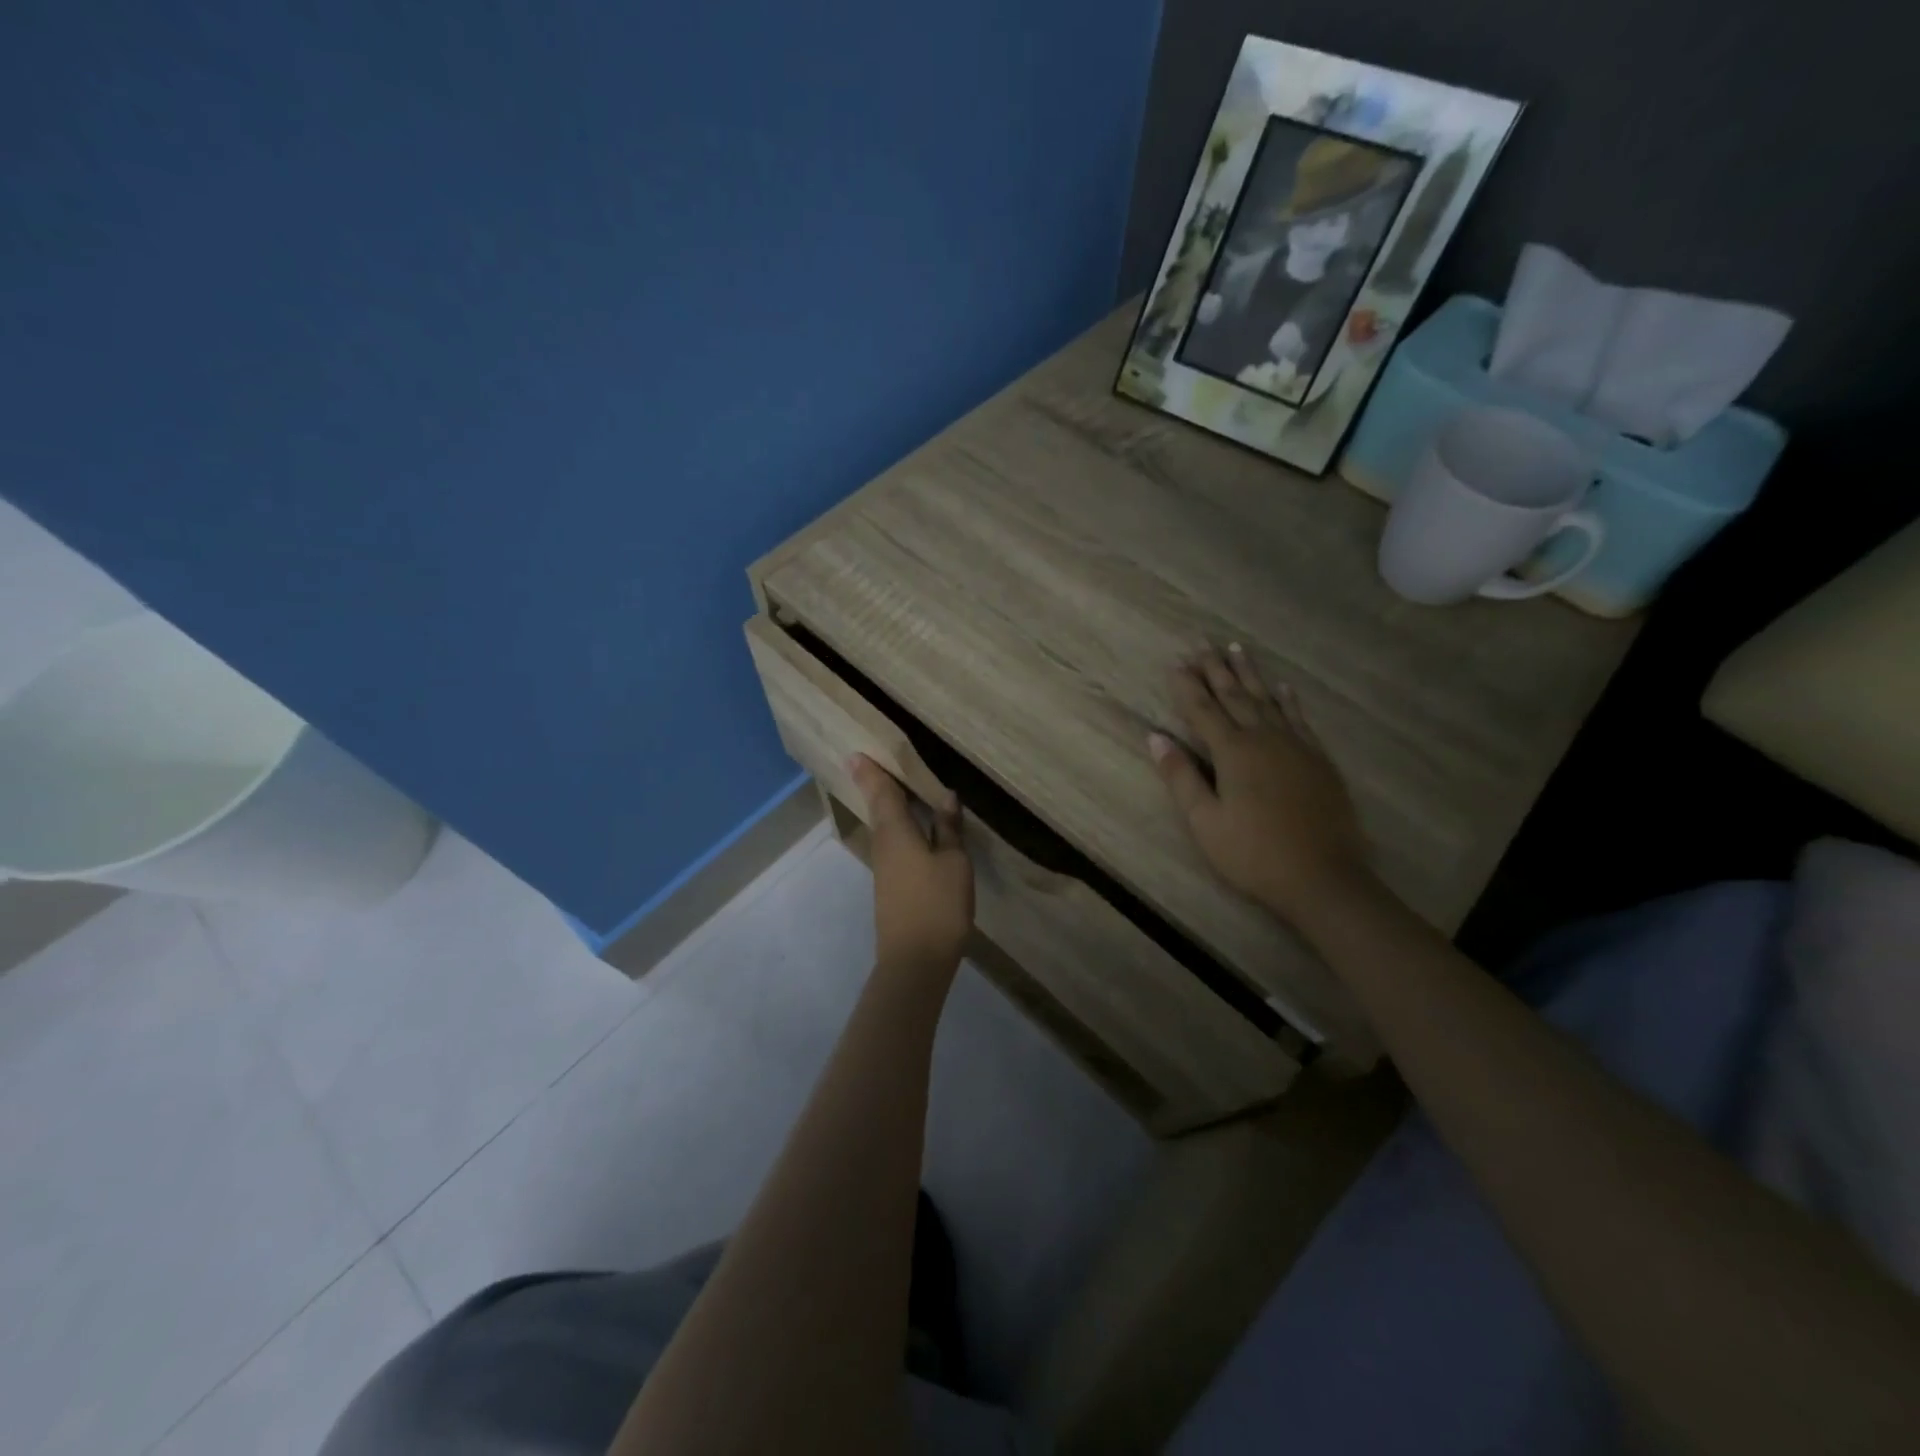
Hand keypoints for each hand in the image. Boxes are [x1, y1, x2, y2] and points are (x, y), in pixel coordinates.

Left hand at [850, 755, 973, 977]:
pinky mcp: (890, 884)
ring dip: (885, 803)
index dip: (871, 771)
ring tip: (895, 784)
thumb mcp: (954, 863)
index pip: (881, 792)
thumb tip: (945, 796)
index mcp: (896, 832)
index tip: (855, 751)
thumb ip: (948, 829)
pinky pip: (891, 842)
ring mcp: (884, 866)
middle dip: (874, 783)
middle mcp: (884, 843)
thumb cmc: (938, 905)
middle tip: (871, 760)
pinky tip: (910, 825)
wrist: (915, 960)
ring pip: (883, 825)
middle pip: (878, 806)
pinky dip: (897, 825)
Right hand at [1149, 646, 1373, 927]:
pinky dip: (1289, 700)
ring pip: (1268, 700)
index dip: (1187, 685)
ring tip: (1237, 649)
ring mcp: (1296, 746)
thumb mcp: (1204, 821)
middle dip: (1216, 668)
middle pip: (1235, 696)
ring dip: (1250, 674)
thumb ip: (1180, 776)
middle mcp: (1264, 738)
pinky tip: (1283, 687)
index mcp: (1233, 752)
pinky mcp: (1318, 759)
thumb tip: (1156, 737)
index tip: (1175, 662)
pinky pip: (1300, 718)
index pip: (1203, 709)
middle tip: (1203, 643)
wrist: (1323, 877)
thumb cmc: (1253, 854)